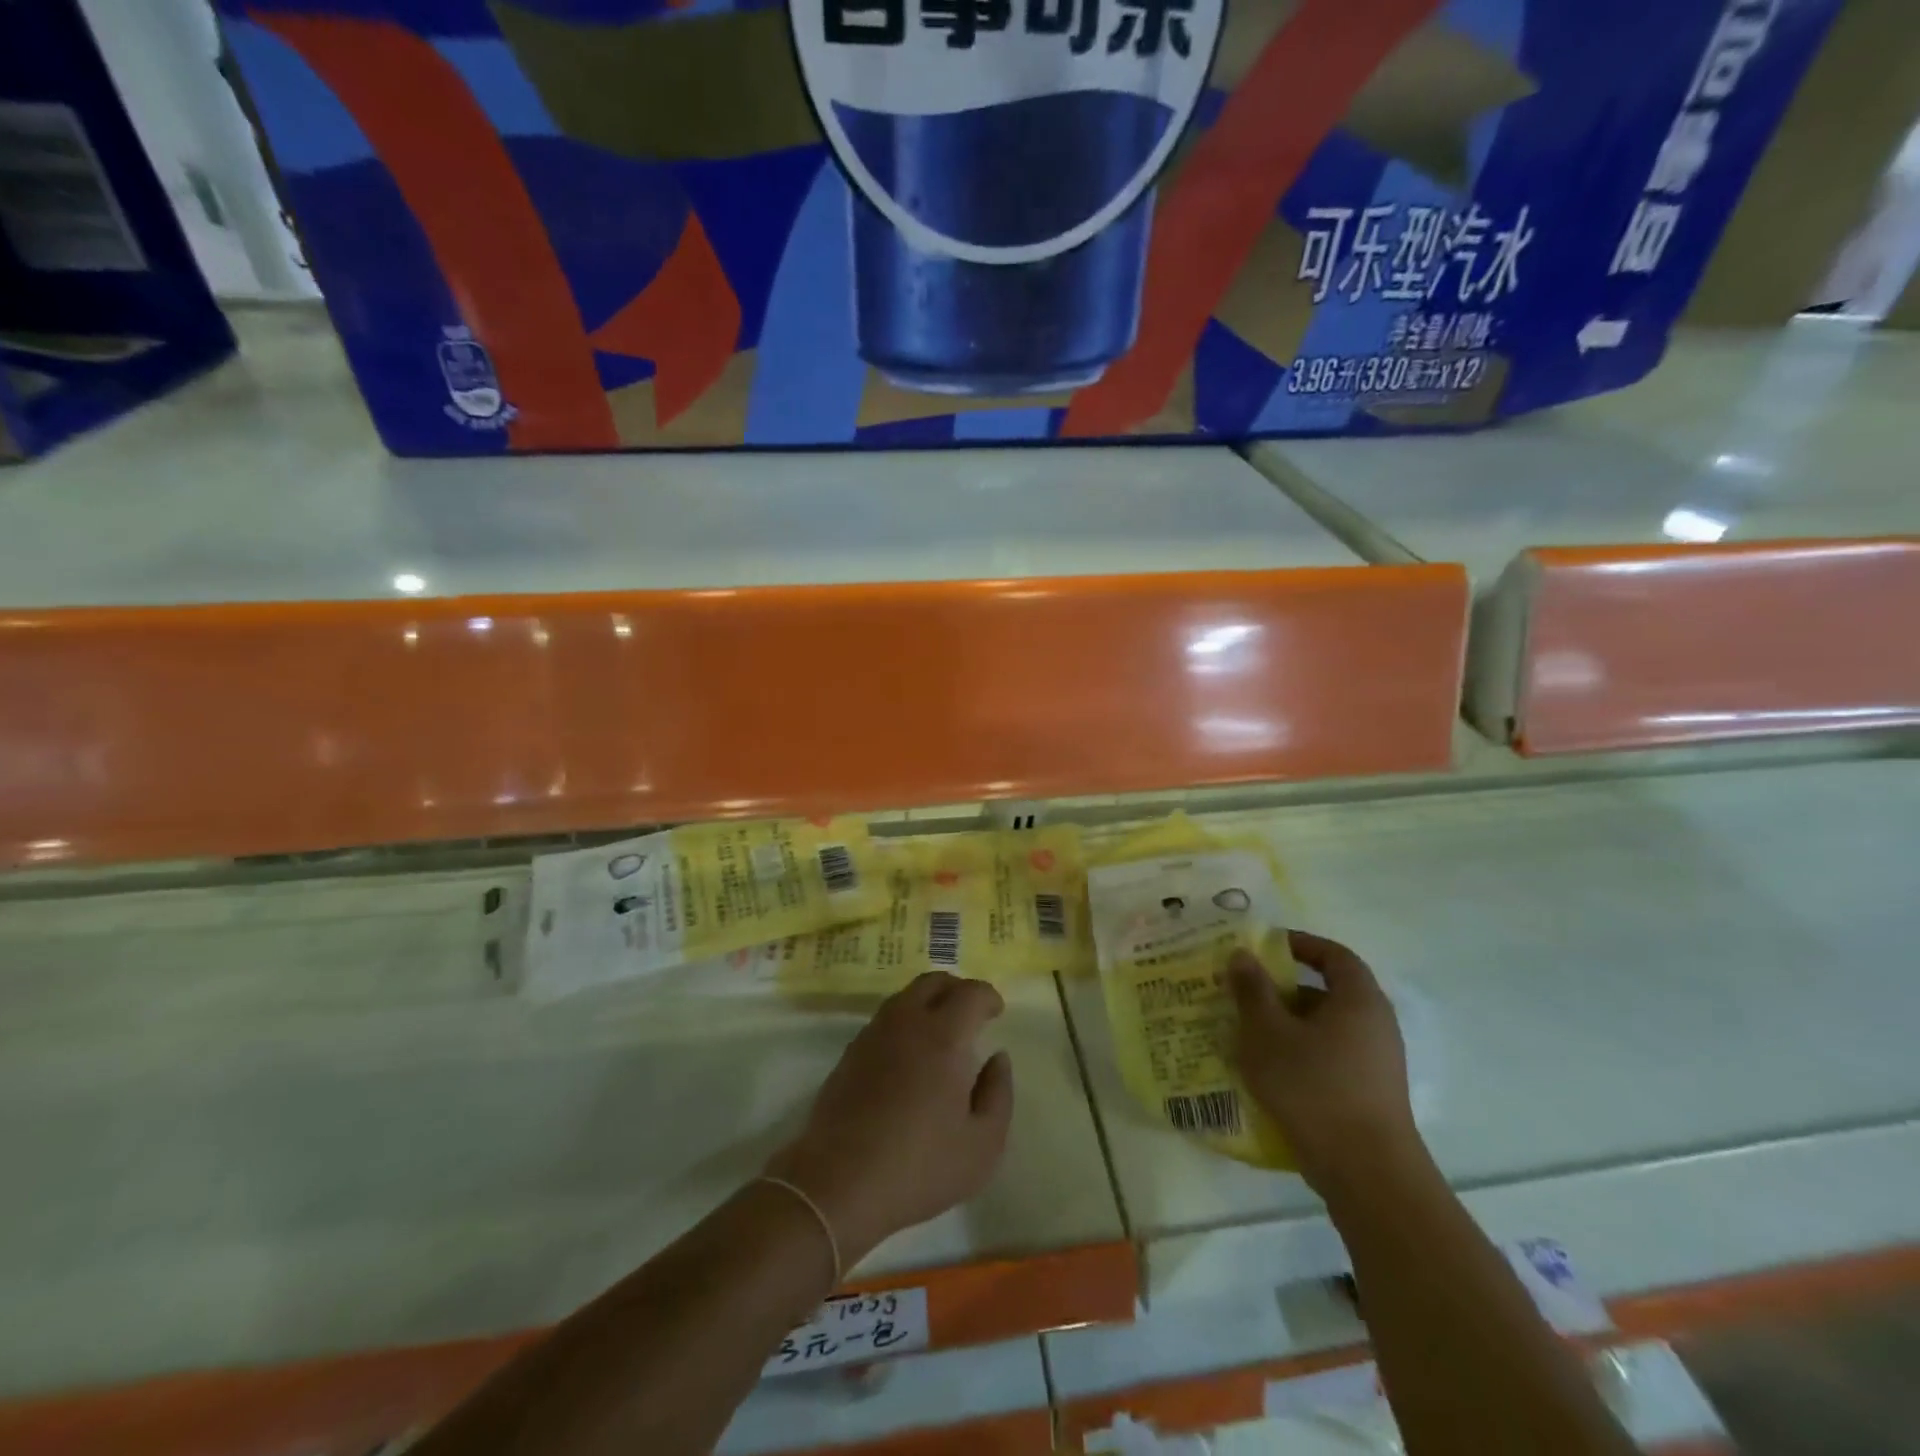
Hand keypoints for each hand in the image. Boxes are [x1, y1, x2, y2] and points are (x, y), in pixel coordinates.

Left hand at [765, 972, 1014, 1267]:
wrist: (838, 1183)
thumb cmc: (920, 1166)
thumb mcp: (982, 1144)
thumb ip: (998, 1093)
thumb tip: (997, 1058)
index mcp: (944, 1036)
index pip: (970, 993)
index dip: (988, 996)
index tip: (997, 1012)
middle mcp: (906, 1022)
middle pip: (933, 981)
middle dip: (958, 988)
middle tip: (971, 1013)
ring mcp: (873, 1035)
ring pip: (905, 997)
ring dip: (929, 1002)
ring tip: (942, 1032)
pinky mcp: (850, 1053)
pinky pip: (885, 1020)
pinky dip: (905, 1022)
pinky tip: (909, 1055)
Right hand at [1228, 930, 1422, 1197]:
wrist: (1367, 1173)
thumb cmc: (1314, 1087)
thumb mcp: (1268, 1032)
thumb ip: (1253, 990)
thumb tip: (1243, 955)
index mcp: (1359, 1000)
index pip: (1334, 955)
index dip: (1301, 944)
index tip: (1266, 947)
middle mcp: (1376, 1025)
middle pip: (1328, 992)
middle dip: (1284, 989)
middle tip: (1245, 991)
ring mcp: (1377, 1063)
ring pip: (1326, 1028)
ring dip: (1289, 1025)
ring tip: (1248, 1032)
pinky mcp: (1370, 1094)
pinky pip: (1330, 1058)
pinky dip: (1300, 1053)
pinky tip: (1269, 1071)